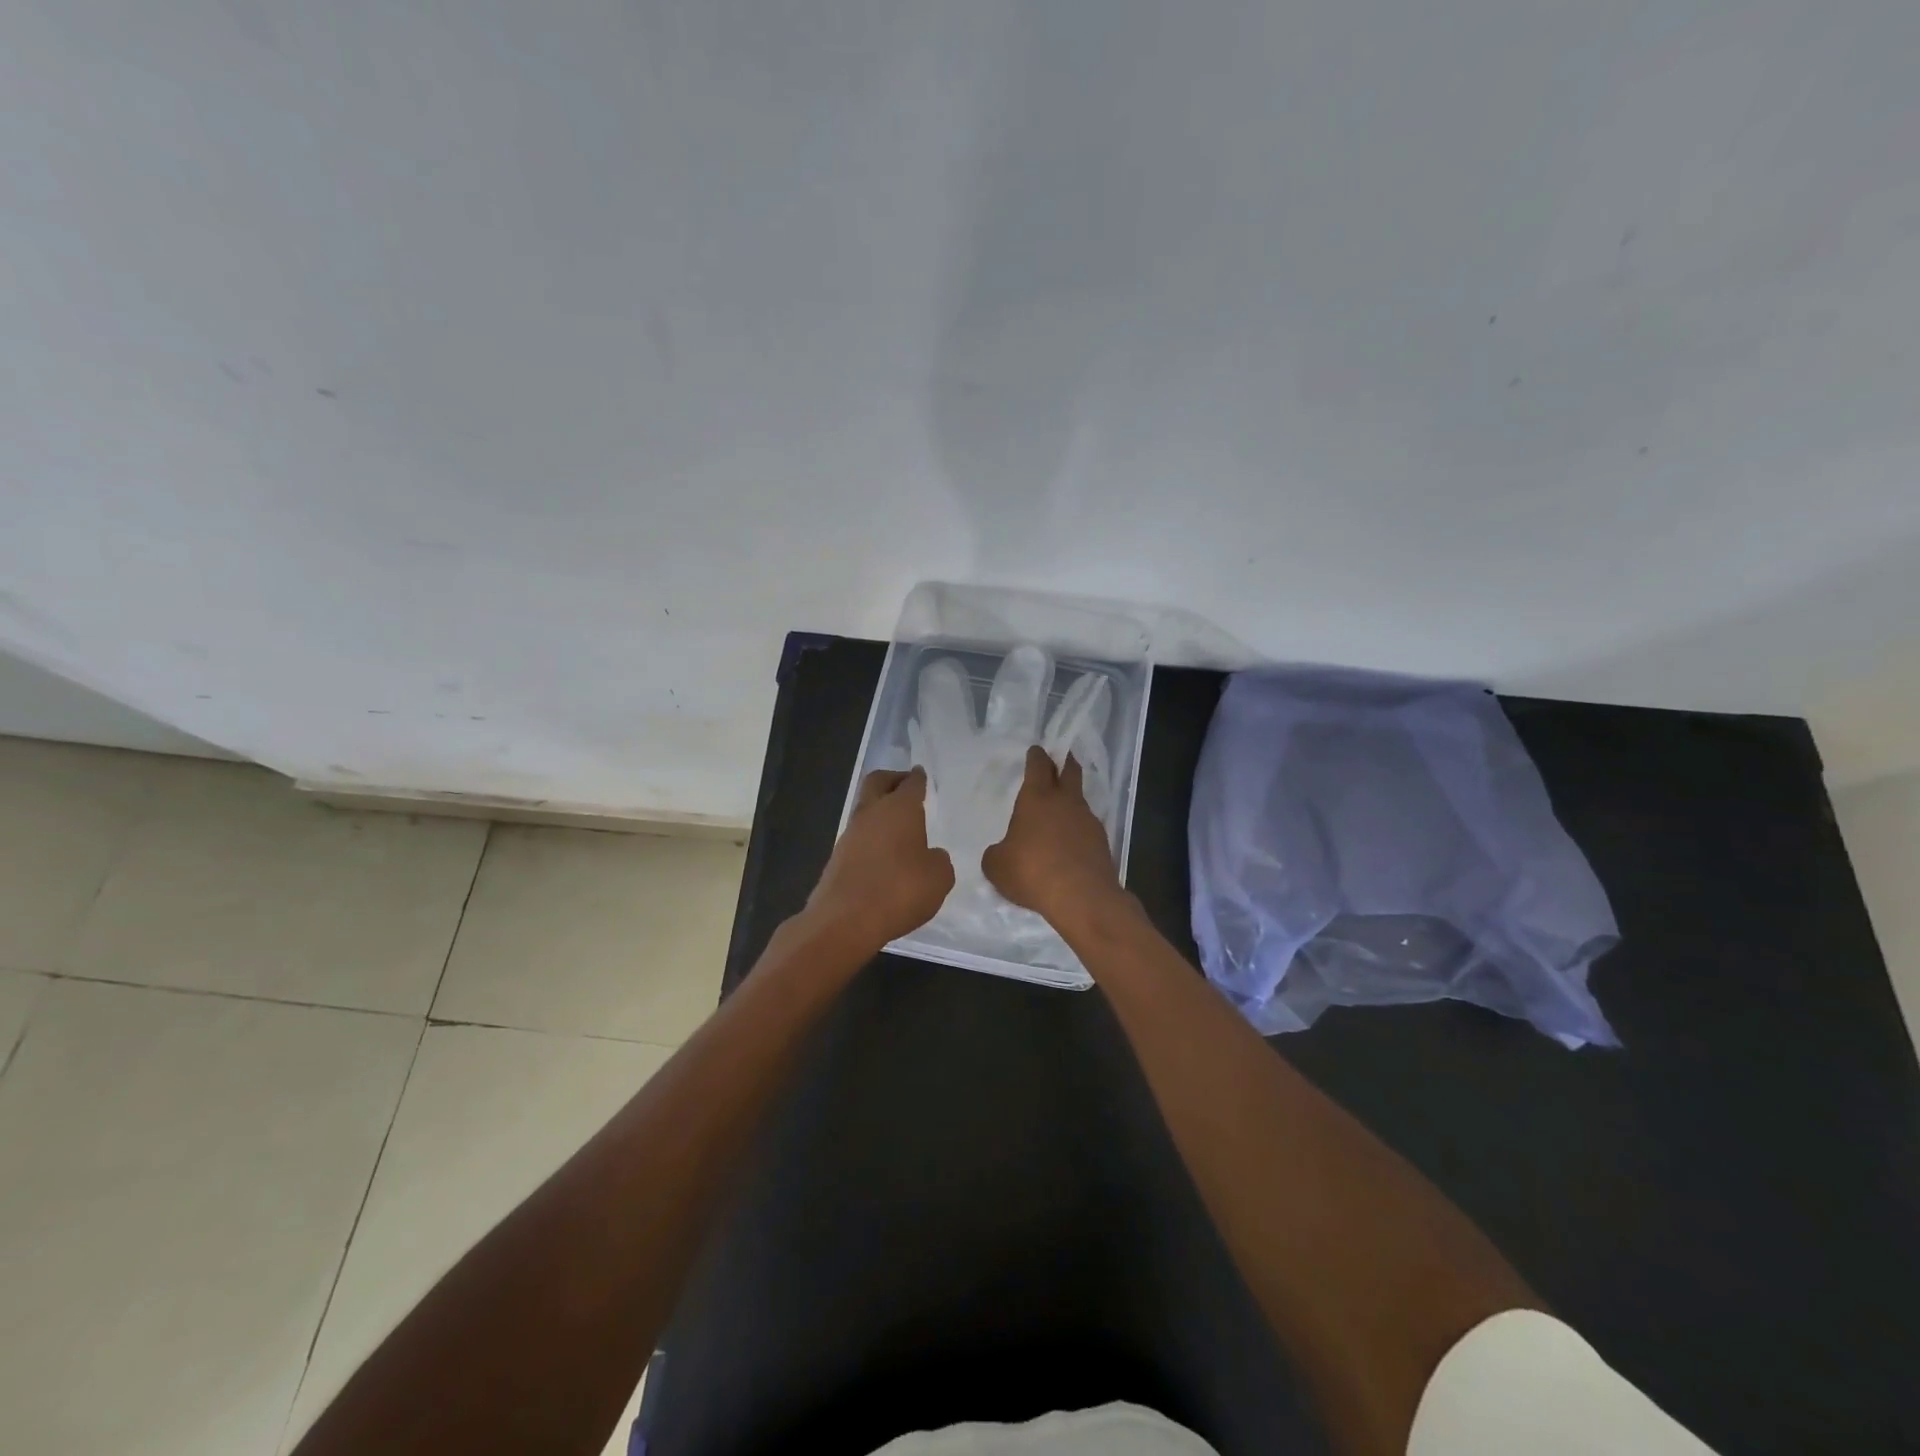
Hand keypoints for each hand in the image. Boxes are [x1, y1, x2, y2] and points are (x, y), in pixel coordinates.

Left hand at [806, 767, 954, 952]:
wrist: (845, 920)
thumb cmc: (900, 890)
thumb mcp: (939, 878)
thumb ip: (938, 861)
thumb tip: (930, 856)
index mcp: (899, 809)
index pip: (910, 784)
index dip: (918, 778)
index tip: (920, 775)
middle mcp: (871, 814)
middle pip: (877, 783)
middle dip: (892, 780)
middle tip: (905, 786)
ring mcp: (849, 835)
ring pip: (865, 810)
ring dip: (880, 812)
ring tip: (899, 827)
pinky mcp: (837, 858)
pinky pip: (858, 837)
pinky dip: (871, 838)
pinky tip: (885, 855)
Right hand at [983, 746, 1123, 929]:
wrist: (1082, 897)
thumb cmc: (1032, 872)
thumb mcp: (997, 865)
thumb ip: (997, 852)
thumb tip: (1002, 851)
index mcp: (1037, 798)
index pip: (1038, 766)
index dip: (1036, 756)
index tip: (1036, 751)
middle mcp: (1065, 802)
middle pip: (1069, 772)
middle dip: (1064, 762)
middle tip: (1061, 758)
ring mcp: (1087, 820)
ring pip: (1079, 800)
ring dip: (1070, 800)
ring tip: (1060, 810)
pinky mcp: (1101, 842)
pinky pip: (1086, 827)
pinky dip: (1077, 829)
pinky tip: (1069, 843)